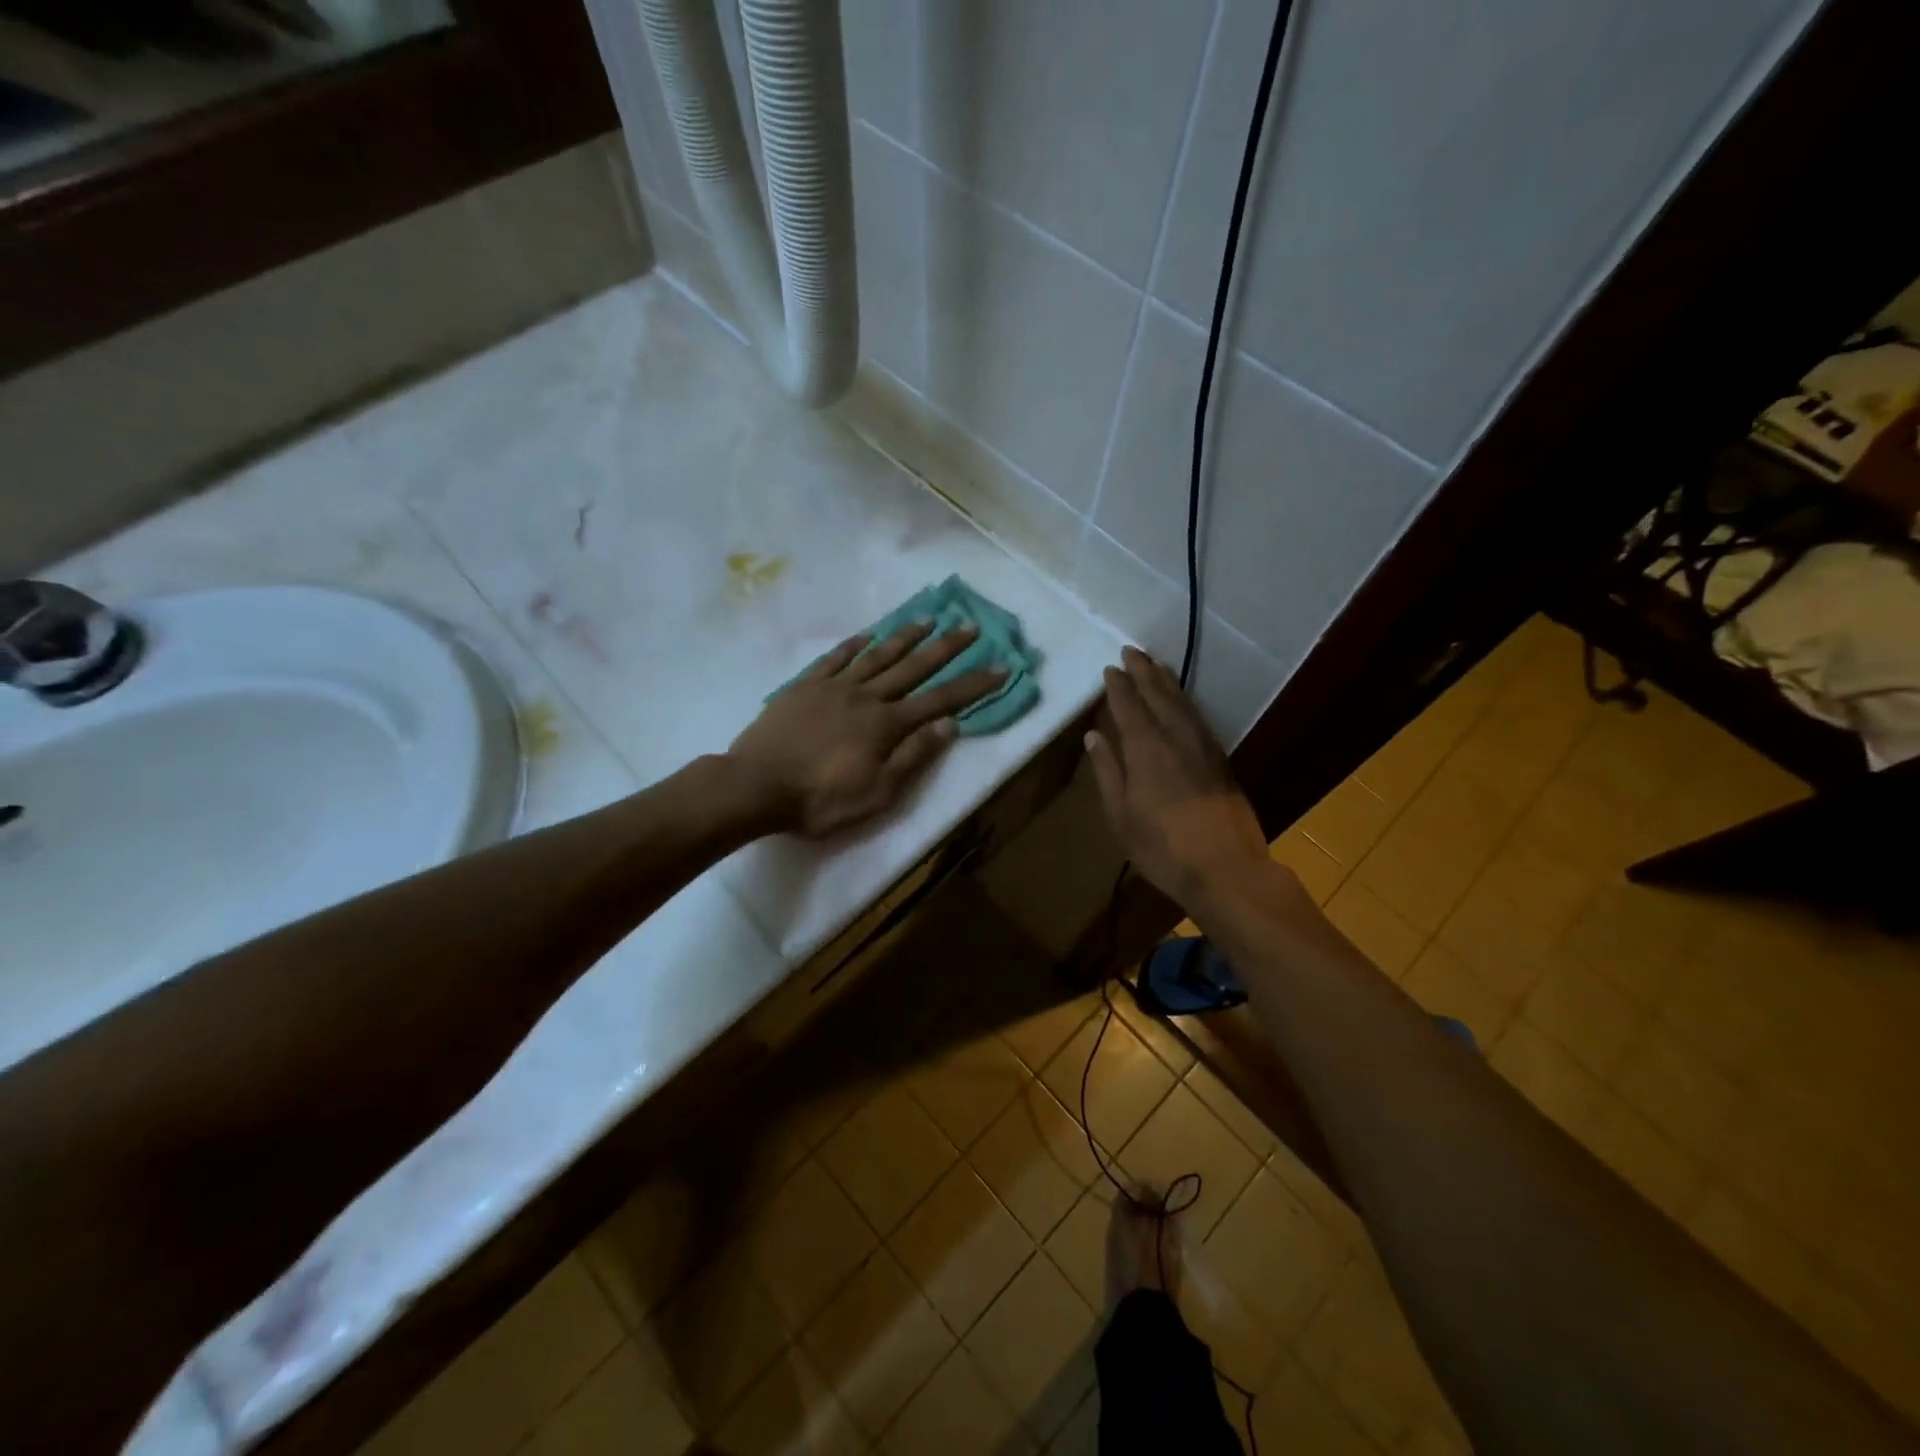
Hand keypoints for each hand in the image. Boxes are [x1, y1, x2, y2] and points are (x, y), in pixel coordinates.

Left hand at [727, 621, 1004, 836]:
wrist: (755, 786)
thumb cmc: (820, 799)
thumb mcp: (877, 792)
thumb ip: (913, 756)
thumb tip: (948, 724)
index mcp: (886, 724)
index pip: (940, 700)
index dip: (973, 685)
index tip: (1000, 667)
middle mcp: (866, 696)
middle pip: (913, 667)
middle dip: (945, 647)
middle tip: (970, 626)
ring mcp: (833, 687)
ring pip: (877, 655)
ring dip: (905, 637)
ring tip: (927, 619)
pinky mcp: (805, 687)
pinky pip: (835, 658)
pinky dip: (854, 645)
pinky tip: (867, 635)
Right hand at [1085, 647, 1271, 907]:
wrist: (1225, 869)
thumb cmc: (1161, 847)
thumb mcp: (1121, 814)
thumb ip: (1108, 771)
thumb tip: (1094, 736)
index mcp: (1145, 749)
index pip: (1129, 706)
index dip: (1118, 686)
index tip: (1110, 668)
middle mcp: (1175, 737)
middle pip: (1159, 695)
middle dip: (1144, 671)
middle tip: (1131, 651)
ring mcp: (1203, 746)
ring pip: (1183, 703)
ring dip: (1168, 681)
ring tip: (1156, 664)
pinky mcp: (1221, 759)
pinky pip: (1199, 717)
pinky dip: (1187, 701)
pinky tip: (1183, 702)